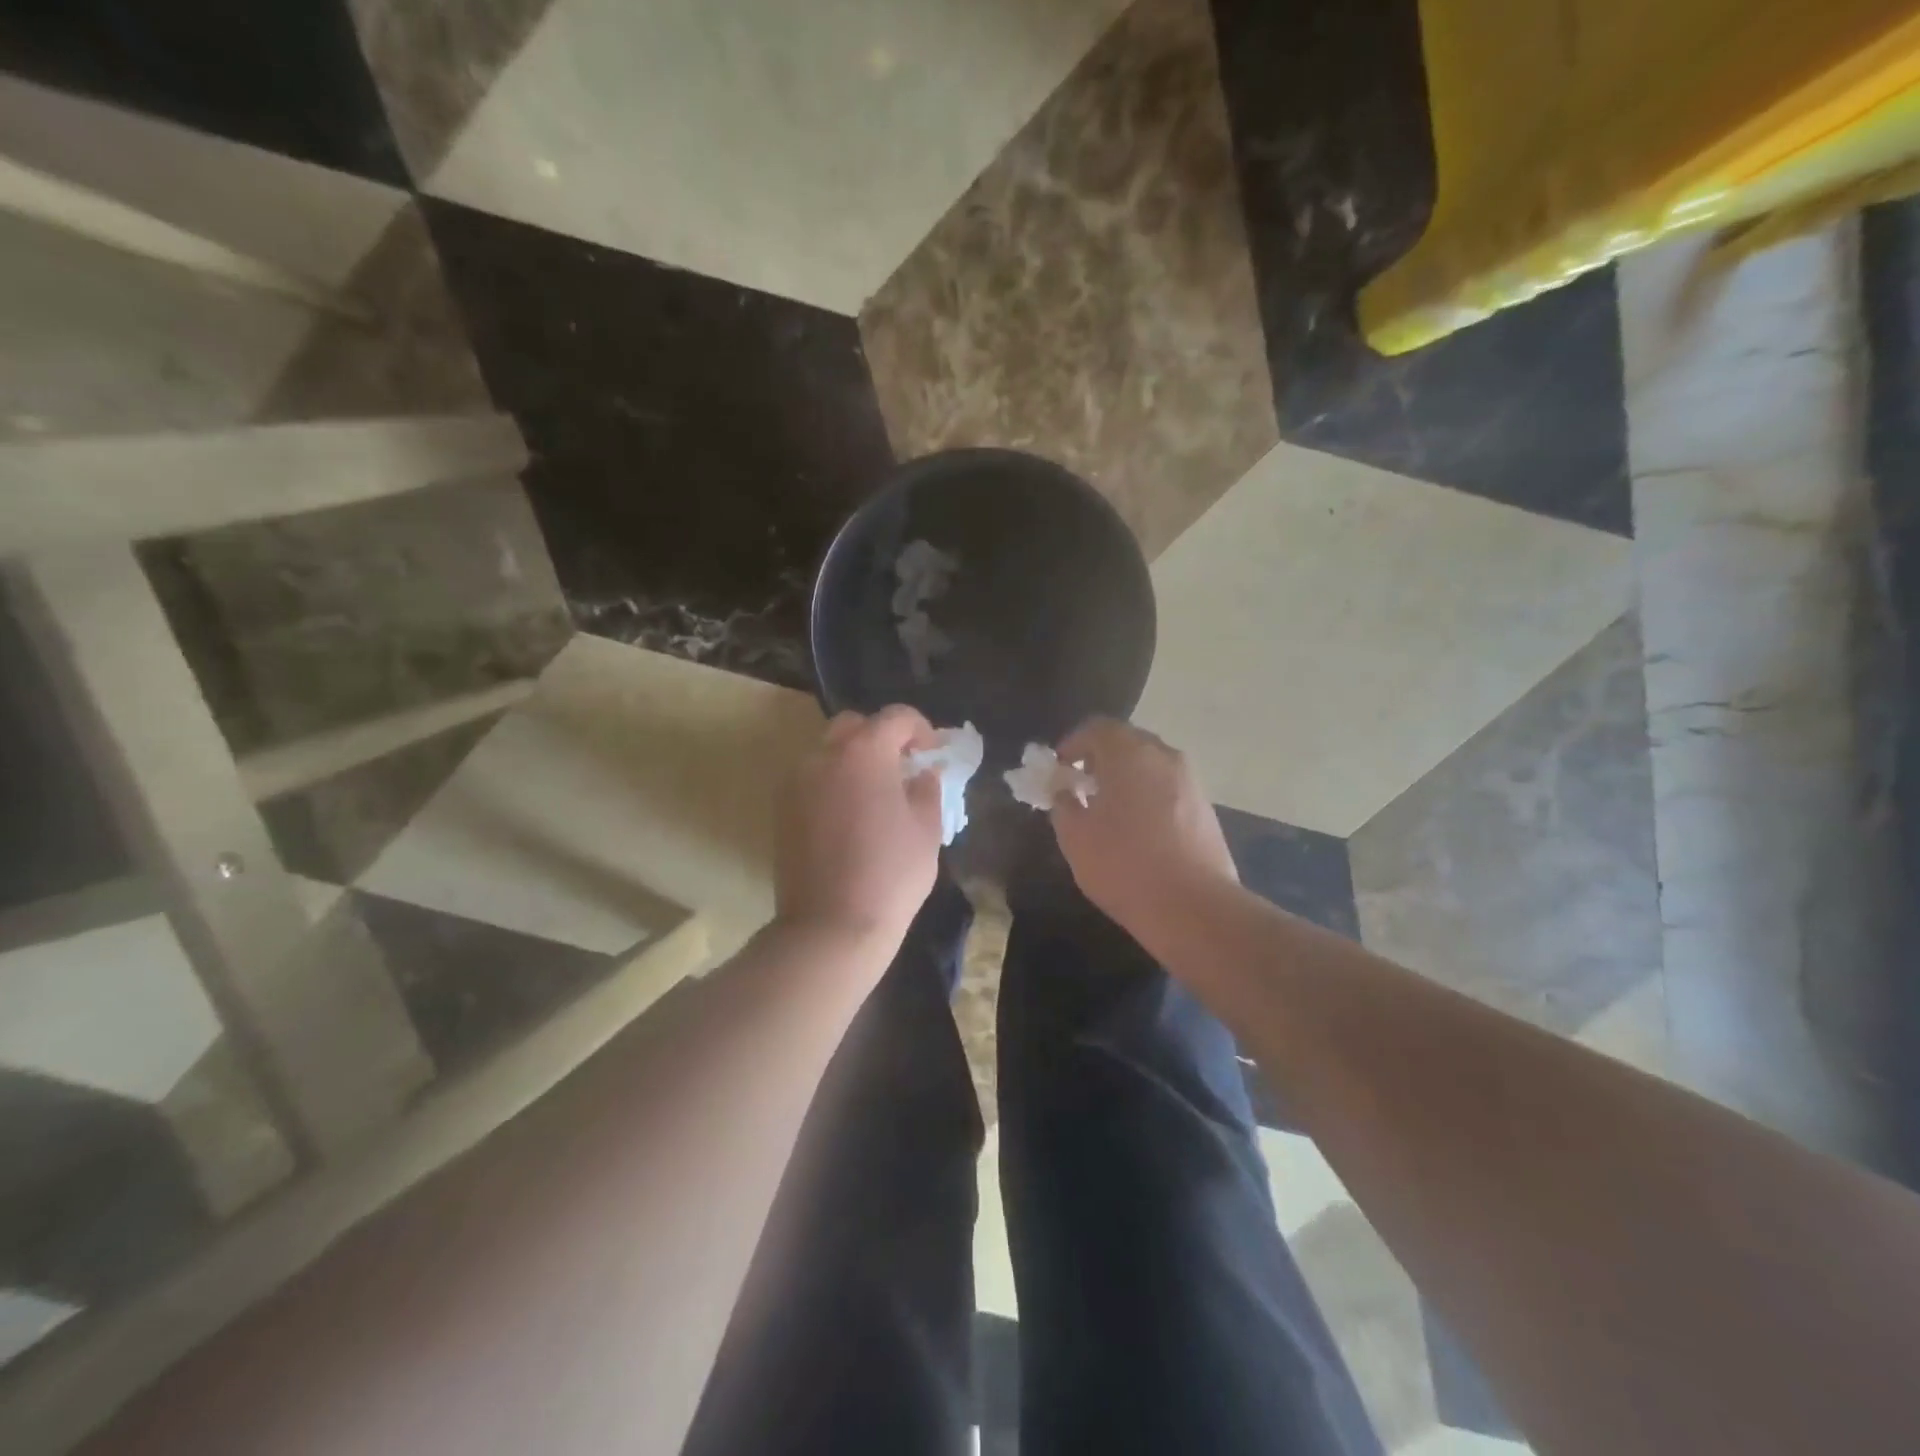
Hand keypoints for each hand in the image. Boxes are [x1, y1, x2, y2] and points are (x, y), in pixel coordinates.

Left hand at [775, 706, 944, 953]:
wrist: (831, 925)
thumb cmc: (890, 874)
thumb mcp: (927, 829)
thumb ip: (927, 788)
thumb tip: (923, 773)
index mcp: (863, 753)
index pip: (895, 717)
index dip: (920, 728)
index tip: (932, 752)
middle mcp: (823, 756)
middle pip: (853, 725)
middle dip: (881, 736)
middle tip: (902, 766)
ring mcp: (796, 781)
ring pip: (827, 750)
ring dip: (853, 758)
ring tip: (875, 791)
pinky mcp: (782, 809)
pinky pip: (811, 777)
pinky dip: (833, 781)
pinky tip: (850, 813)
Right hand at [1050, 719, 1238, 932]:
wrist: (1193, 907)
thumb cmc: (1124, 865)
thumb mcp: (1075, 837)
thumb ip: (1063, 805)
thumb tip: (1065, 792)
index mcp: (1129, 754)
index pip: (1096, 728)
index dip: (1072, 744)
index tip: (1059, 770)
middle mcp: (1164, 756)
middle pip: (1126, 742)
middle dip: (1100, 759)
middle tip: (1080, 787)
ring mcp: (1191, 781)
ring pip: (1150, 765)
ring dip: (1126, 777)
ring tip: (1108, 811)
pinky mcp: (1205, 808)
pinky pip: (1168, 788)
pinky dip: (1148, 795)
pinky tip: (1137, 829)